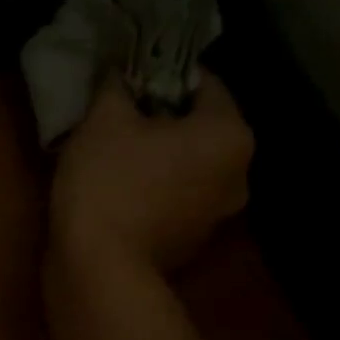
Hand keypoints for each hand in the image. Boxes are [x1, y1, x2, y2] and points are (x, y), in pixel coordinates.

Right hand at [50, 71, 253, 273]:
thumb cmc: (109, 181)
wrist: (99, 268)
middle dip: (161, 117)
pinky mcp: (192, 241)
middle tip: (118, 115)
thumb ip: (117, 84)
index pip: (202, 82)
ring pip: (188, 163)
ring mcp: (218, 214)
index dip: (161, 74)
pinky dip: (155, 186)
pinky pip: (177, 196)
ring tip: (115, 151)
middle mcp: (240, 174)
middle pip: (199, 126)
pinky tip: (119, 188)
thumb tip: (120, 71)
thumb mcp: (104, 119)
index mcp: (230, 135)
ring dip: (159, 154)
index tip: (126, 80)